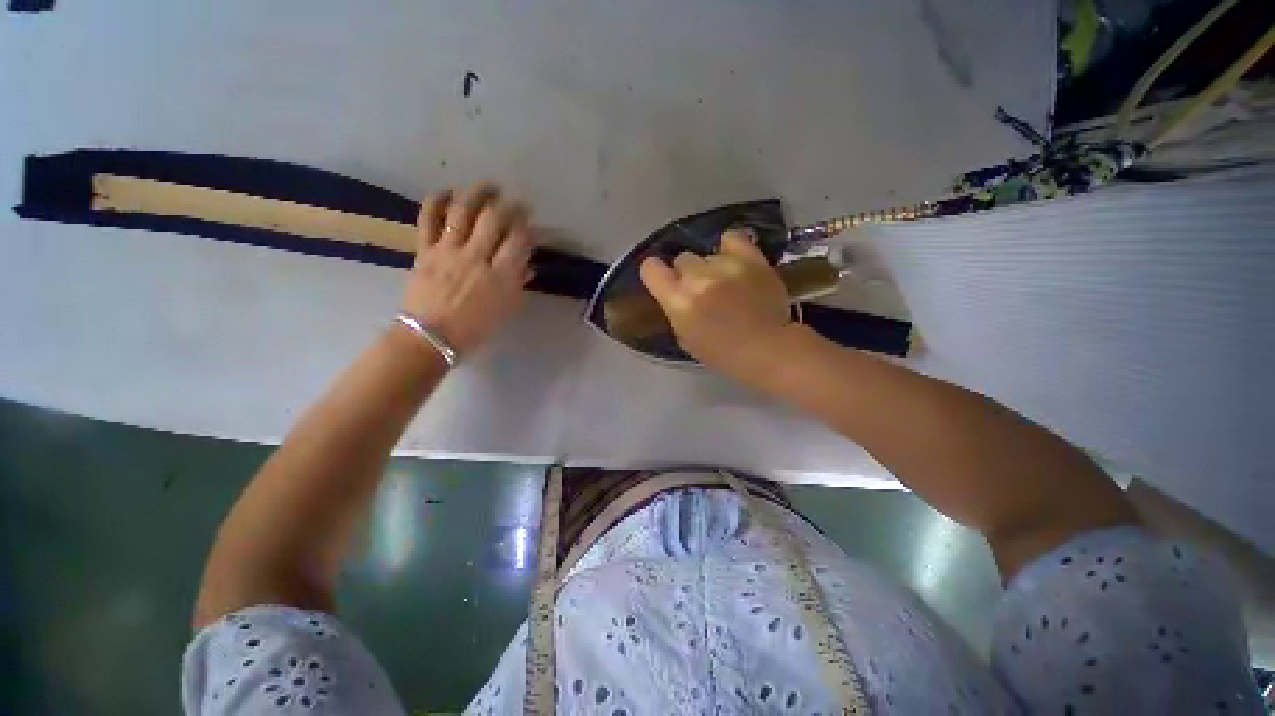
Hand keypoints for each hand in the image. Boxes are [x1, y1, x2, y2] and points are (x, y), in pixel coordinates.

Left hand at [402, 182, 534, 355]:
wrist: (430, 337)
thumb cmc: (474, 329)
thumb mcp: (506, 310)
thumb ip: (517, 284)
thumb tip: (527, 265)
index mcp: (499, 277)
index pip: (518, 240)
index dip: (527, 227)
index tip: (531, 223)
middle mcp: (475, 257)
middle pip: (494, 218)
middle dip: (509, 205)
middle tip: (516, 202)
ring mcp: (447, 250)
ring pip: (462, 211)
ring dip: (477, 193)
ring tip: (489, 187)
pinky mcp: (425, 249)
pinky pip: (428, 218)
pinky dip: (436, 200)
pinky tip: (447, 192)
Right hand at [639, 229, 795, 380]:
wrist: (767, 348)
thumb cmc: (723, 353)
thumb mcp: (686, 338)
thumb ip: (676, 311)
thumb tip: (676, 293)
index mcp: (679, 302)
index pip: (651, 269)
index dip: (655, 273)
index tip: (663, 279)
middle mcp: (698, 278)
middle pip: (682, 259)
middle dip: (688, 273)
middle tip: (702, 289)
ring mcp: (725, 265)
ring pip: (707, 254)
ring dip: (712, 267)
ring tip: (727, 283)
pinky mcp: (751, 258)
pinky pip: (732, 238)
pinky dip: (730, 248)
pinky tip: (734, 261)